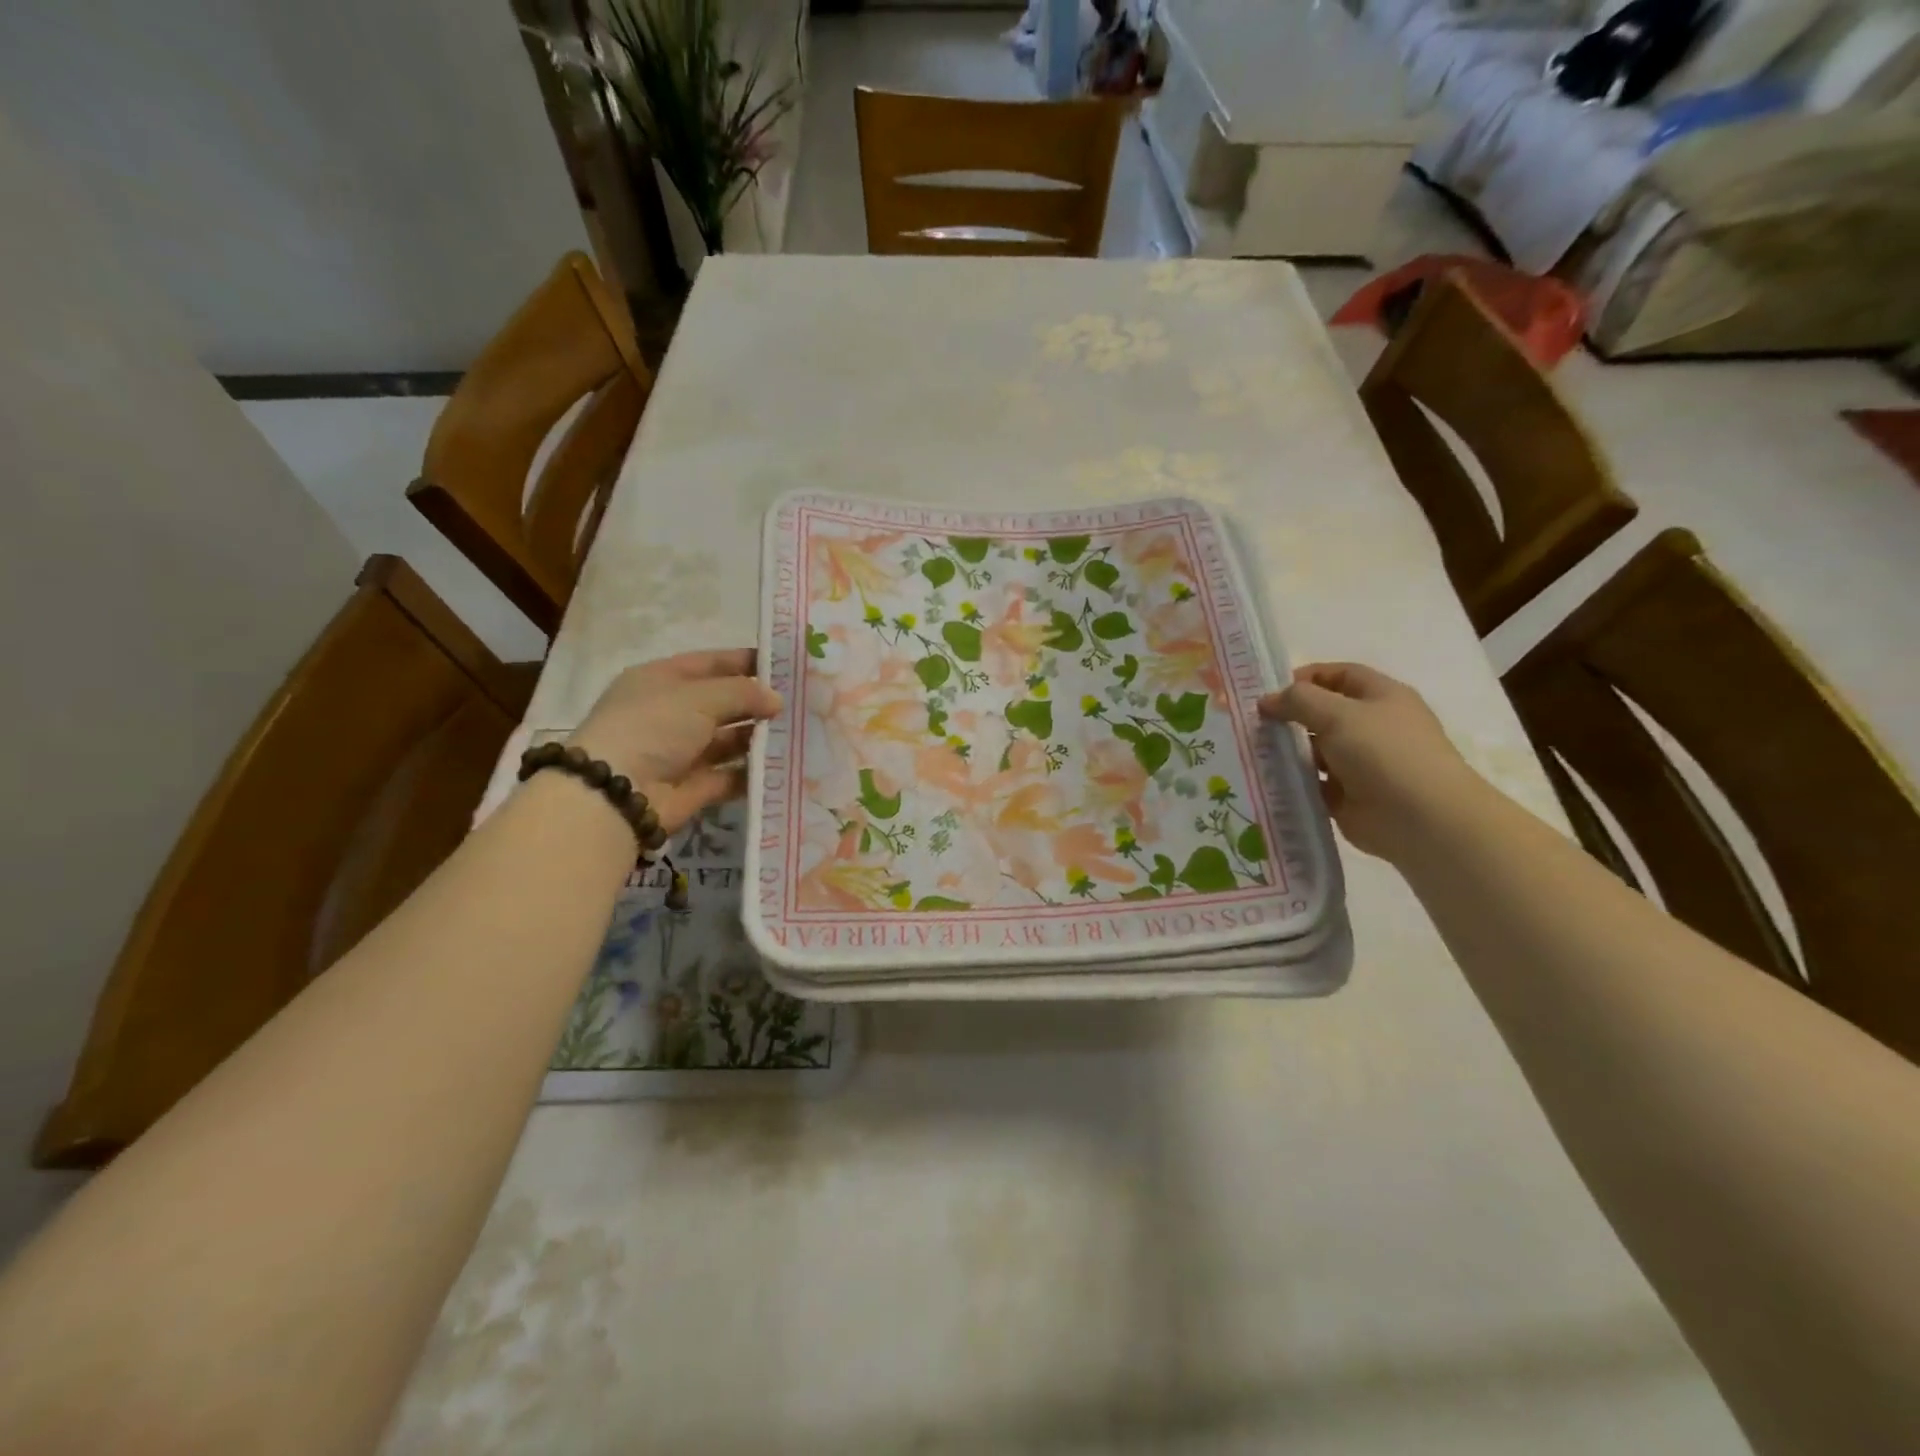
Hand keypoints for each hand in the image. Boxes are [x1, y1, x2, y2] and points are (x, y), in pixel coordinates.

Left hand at [568, 649, 781, 832]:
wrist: (617, 792)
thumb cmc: (653, 726)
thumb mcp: (699, 697)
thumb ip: (743, 693)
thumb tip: (776, 700)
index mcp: (661, 680)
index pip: (710, 664)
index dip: (745, 661)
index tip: (785, 666)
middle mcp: (671, 714)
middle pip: (722, 703)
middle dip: (758, 703)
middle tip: (801, 703)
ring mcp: (682, 752)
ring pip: (729, 740)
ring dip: (759, 737)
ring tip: (799, 733)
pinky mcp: (694, 787)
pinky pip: (731, 775)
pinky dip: (754, 772)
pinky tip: (785, 765)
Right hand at [1259, 662, 1484, 862]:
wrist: (1421, 819)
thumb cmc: (1384, 753)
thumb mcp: (1338, 714)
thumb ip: (1298, 700)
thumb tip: (1267, 701)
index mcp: (1381, 697)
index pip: (1340, 675)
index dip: (1306, 677)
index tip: (1269, 690)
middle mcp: (1373, 726)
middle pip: (1324, 713)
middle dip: (1291, 716)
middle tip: (1253, 724)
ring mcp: (1361, 763)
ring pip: (1315, 749)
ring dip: (1288, 750)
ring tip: (1254, 752)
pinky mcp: (1349, 795)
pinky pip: (1314, 782)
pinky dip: (1294, 781)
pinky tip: (1267, 780)